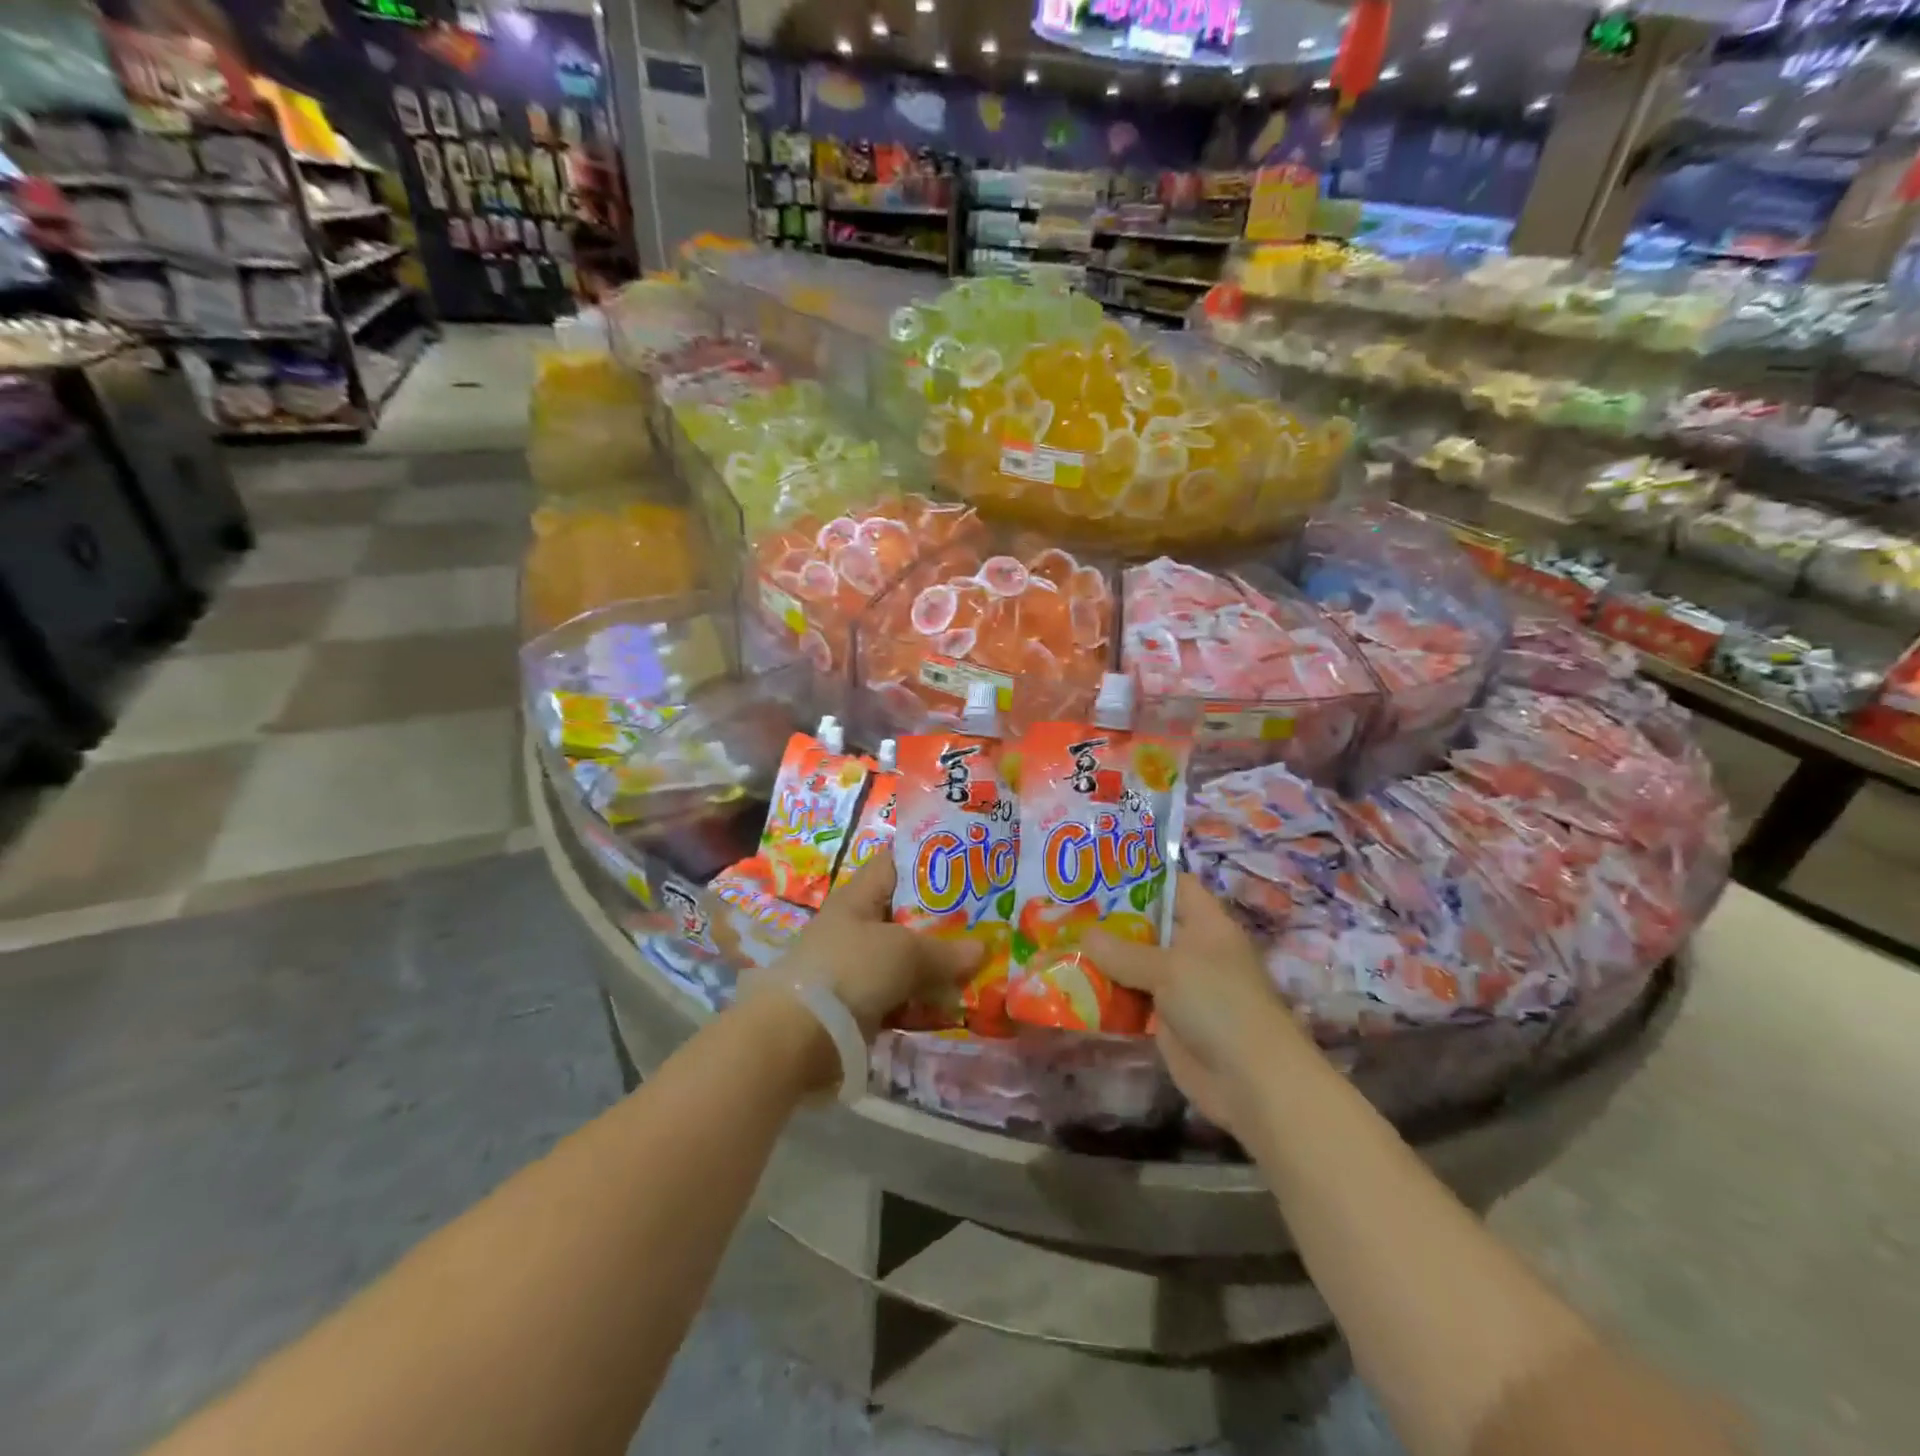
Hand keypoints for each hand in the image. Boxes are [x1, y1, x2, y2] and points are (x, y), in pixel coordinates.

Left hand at [773, 855, 983, 1039]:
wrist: (800, 1036)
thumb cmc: (852, 970)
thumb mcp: (904, 953)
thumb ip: (944, 951)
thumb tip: (981, 949)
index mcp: (858, 897)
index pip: (893, 864)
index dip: (925, 860)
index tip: (964, 863)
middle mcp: (855, 926)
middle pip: (904, 913)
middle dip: (941, 918)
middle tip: (984, 917)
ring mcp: (855, 966)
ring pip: (904, 957)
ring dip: (935, 963)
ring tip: (978, 961)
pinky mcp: (858, 1003)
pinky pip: (899, 992)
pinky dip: (922, 996)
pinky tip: (952, 1000)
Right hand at [1083, 874, 1306, 1134]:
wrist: (1251, 1080)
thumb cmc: (1217, 1004)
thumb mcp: (1168, 968)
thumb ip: (1123, 951)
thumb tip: (1085, 935)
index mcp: (1206, 924)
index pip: (1174, 885)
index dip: (1141, 876)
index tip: (1099, 871)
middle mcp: (1193, 949)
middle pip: (1148, 925)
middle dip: (1111, 919)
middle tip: (1066, 907)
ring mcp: (1181, 986)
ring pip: (1136, 964)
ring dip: (1104, 959)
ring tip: (1060, 941)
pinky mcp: (1167, 1020)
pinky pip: (1132, 998)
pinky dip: (1109, 994)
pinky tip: (1073, 985)